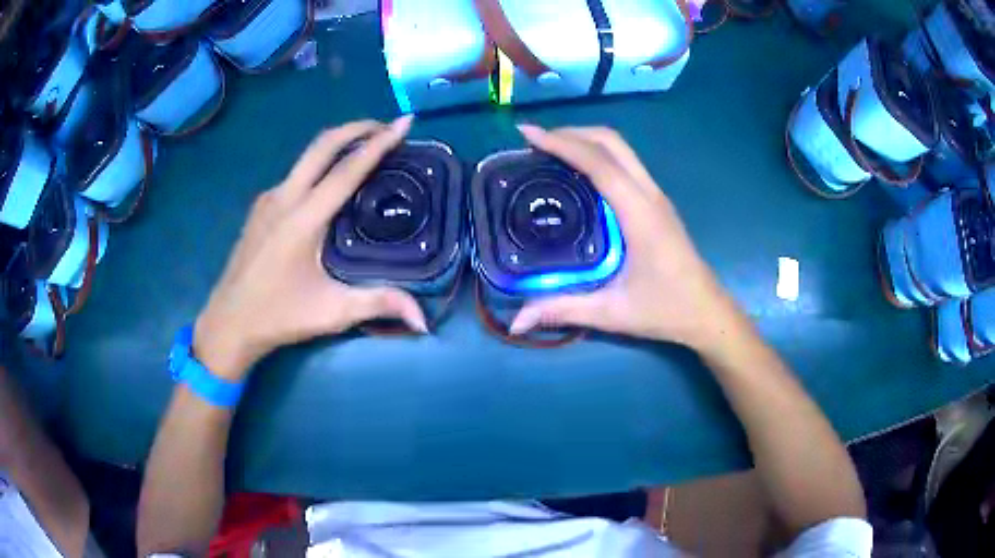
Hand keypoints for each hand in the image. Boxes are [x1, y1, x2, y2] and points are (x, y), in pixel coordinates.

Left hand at [194, 117, 427, 380]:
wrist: (229, 322)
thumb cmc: (279, 316)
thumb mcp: (332, 312)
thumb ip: (380, 305)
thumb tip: (423, 321)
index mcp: (304, 218)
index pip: (347, 169)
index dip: (379, 143)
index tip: (404, 122)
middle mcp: (284, 197)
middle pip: (322, 145)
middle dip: (357, 128)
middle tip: (385, 127)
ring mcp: (268, 200)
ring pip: (306, 156)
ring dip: (337, 144)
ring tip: (364, 152)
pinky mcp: (260, 208)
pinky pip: (295, 174)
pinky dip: (319, 166)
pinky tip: (328, 186)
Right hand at [509, 125, 739, 352]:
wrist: (707, 312)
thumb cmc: (665, 310)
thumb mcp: (612, 313)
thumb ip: (563, 310)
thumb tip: (517, 321)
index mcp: (640, 214)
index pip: (599, 163)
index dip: (561, 143)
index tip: (528, 134)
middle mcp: (650, 195)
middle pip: (611, 142)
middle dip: (571, 133)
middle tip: (534, 140)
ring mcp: (656, 196)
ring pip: (621, 149)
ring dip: (585, 140)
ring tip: (550, 149)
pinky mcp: (657, 202)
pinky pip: (625, 163)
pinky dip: (598, 155)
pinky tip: (578, 173)